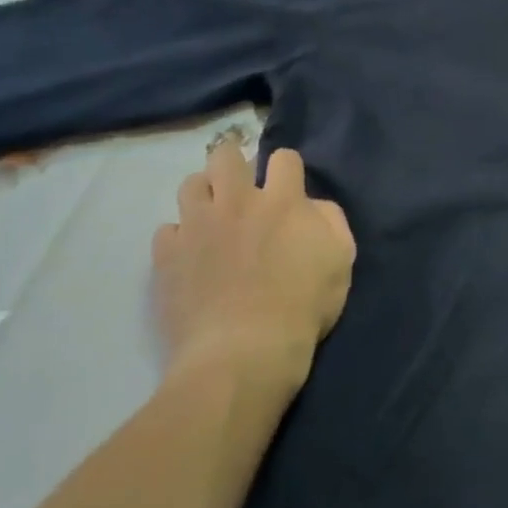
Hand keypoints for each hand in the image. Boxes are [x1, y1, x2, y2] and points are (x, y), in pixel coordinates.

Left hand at [152, 145, 354, 391]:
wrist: (244, 352)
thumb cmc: (302, 307)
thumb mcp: (341, 261)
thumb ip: (331, 221)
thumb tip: (311, 205)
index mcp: (282, 201)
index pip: (283, 158)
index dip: (286, 168)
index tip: (287, 187)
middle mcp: (237, 201)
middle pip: (226, 155)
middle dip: (234, 161)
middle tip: (242, 186)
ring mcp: (197, 226)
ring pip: (190, 184)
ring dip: (204, 193)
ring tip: (212, 215)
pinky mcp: (167, 254)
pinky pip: (166, 230)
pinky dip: (179, 237)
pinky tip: (190, 254)